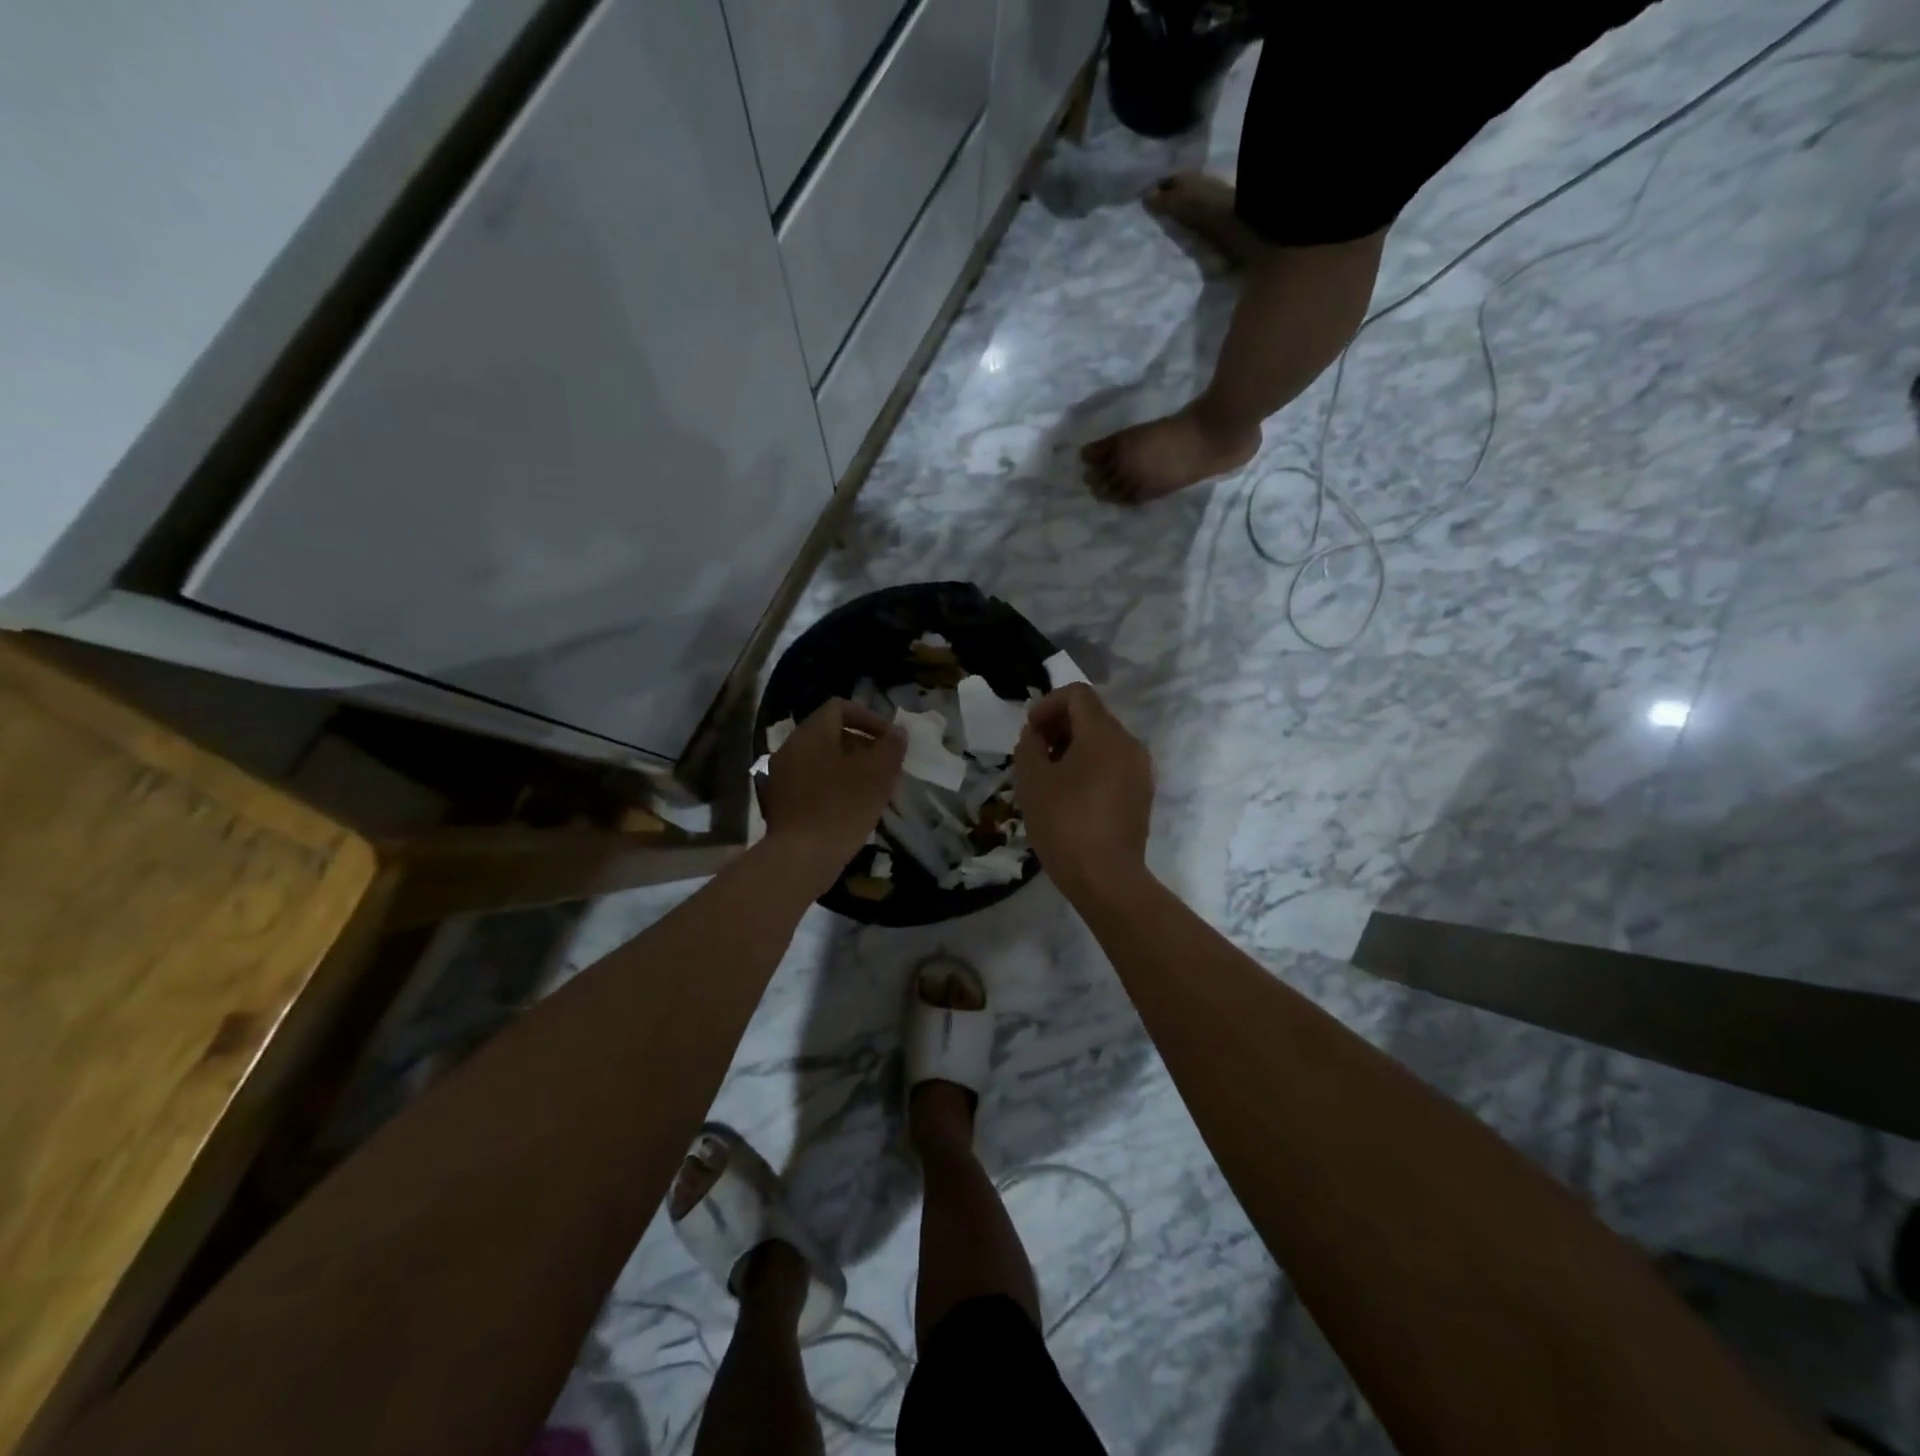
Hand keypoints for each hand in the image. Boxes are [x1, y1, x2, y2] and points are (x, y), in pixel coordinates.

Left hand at [759, 698, 904, 891]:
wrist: (800, 858)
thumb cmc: (842, 808)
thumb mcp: (878, 774)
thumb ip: (891, 747)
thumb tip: (897, 732)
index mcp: (811, 734)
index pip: (840, 707)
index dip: (869, 718)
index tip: (889, 740)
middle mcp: (789, 748)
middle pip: (829, 734)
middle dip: (860, 745)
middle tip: (884, 766)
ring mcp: (779, 776)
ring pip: (819, 760)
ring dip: (846, 768)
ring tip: (871, 789)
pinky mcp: (778, 803)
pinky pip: (809, 783)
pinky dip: (830, 787)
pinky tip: (848, 808)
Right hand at [1014, 683, 1153, 899]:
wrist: (1106, 878)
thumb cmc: (1065, 824)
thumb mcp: (1032, 781)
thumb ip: (1029, 746)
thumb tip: (1037, 736)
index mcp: (1104, 734)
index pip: (1077, 694)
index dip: (1048, 705)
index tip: (1030, 733)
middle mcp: (1129, 744)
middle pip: (1092, 716)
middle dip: (1059, 727)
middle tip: (1034, 755)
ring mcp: (1140, 770)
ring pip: (1103, 741)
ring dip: (1073, 748)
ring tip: (1049, 777)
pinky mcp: (1142, 793)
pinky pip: (1113, 764)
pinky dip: (1090, 767)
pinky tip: (1070, 796)